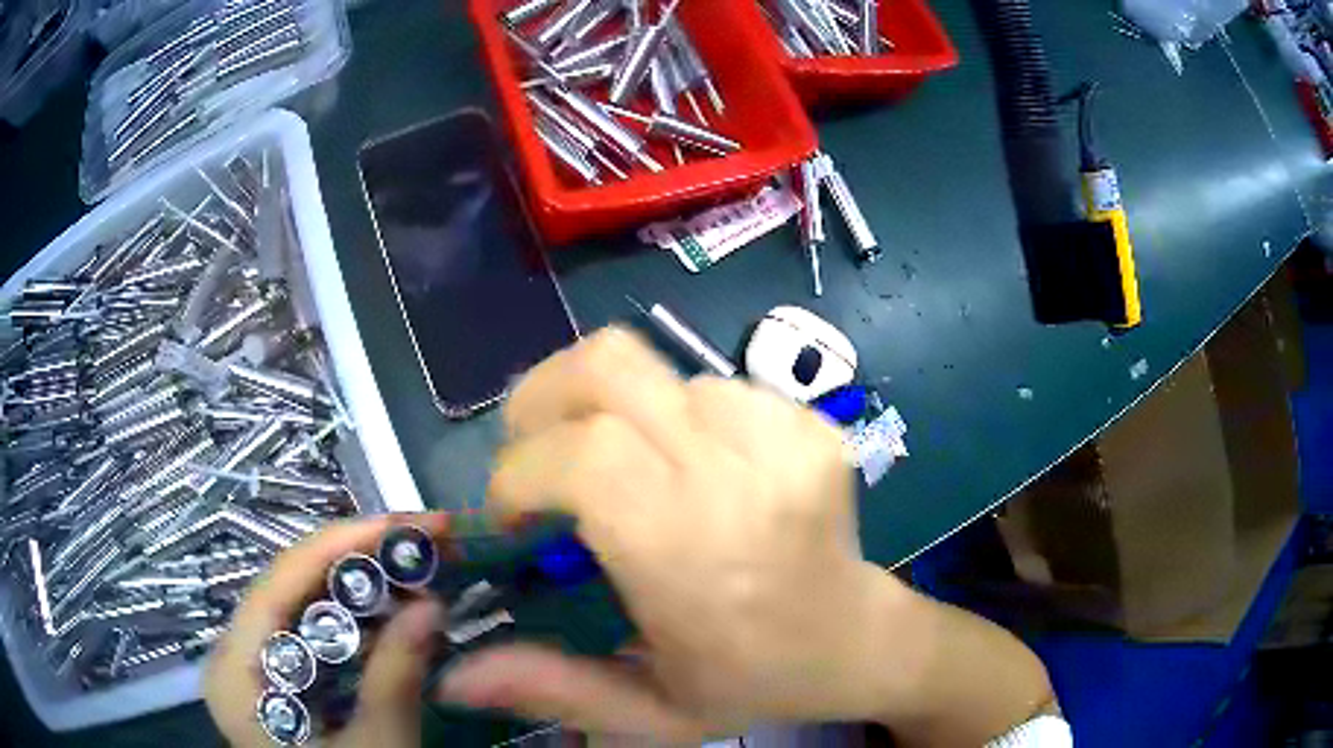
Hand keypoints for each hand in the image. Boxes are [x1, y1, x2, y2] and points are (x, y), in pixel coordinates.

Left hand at [204, 515, 446, 747]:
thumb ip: (396, 681)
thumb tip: (432, 604)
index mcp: (236, 670)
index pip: (280, 581)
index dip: (344, 542)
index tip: (410, 522)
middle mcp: (232, 653)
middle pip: (288, 584)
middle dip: (357, 557)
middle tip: (422, 541)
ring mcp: (250, 664)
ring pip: (299, 603)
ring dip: (358, 583)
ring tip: (413, 568)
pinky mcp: (271, 677)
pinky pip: (306, 630)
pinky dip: (351, 618)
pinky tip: (388, 612)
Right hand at [435, 327, 911, 737]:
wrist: (858, 641)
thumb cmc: (753, 681)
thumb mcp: (649, 710)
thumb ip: (550, 687)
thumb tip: (451, 677)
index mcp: (691, 551)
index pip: (580, 455)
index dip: (519, 471)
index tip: (514, 514)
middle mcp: (739, 475)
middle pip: (611, 365)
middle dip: (542, 397)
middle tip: (534, 451)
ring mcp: (784, 434)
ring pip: (655, 371)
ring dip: (610, 413)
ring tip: (623, 473)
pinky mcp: (809, 421)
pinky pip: (709, 385)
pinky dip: (672, 416)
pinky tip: (688, 470)